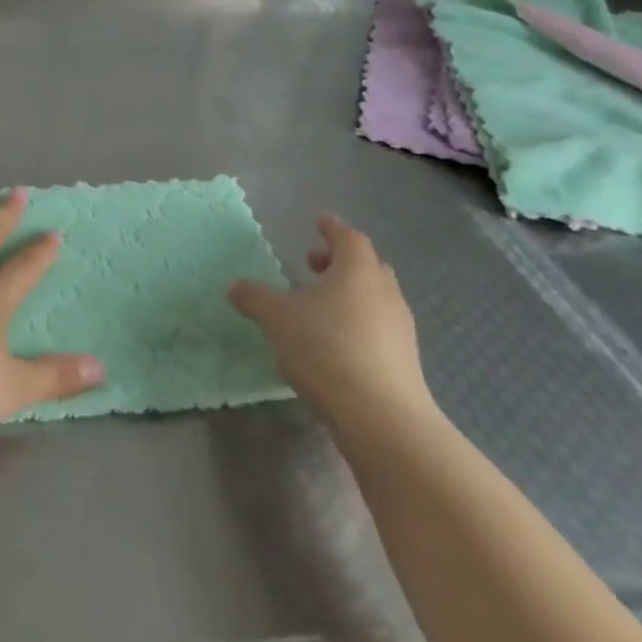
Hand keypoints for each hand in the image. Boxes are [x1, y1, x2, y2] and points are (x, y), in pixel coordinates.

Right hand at [228, 215, 434, 440]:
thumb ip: (255, 297)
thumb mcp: (278, 319)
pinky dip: (359, 322)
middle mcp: (385, 292)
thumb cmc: (327, 349)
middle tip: (313, 266)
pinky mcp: (405, 361)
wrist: (382, 418)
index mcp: (357, 271)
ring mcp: (400, 328)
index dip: (332, 228)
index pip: (349, 237)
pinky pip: (380, 327)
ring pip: (375, 297)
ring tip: (320, 307)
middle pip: (367, 265)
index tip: (318, 223)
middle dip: (340, 262)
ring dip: (350, 294)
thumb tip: (236, 286)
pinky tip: (336, 342)